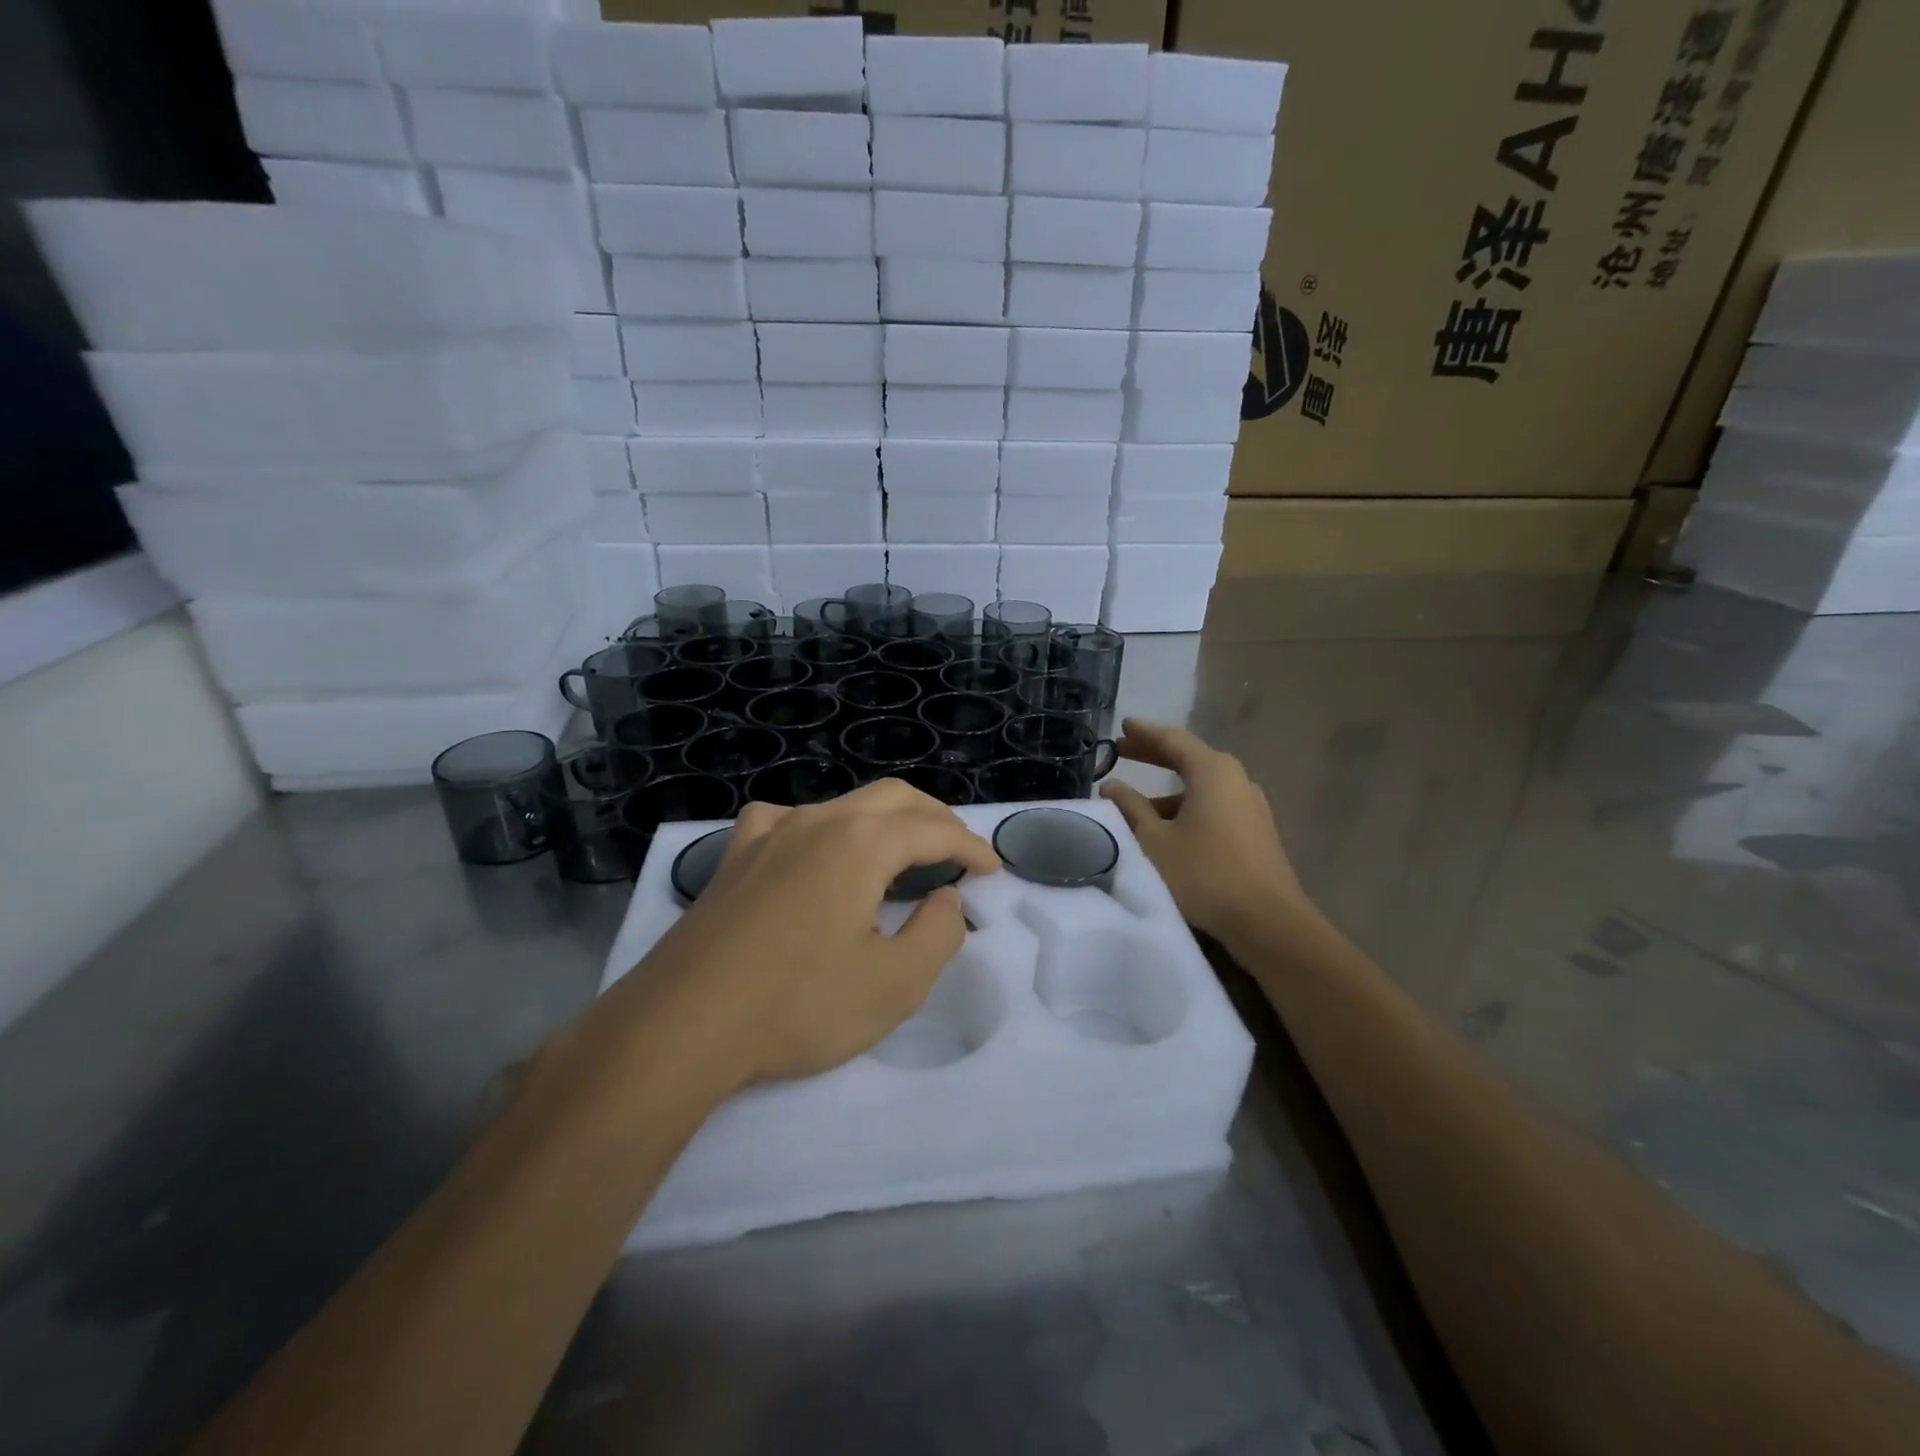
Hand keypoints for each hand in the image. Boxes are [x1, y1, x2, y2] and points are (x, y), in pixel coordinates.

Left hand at [595, 780, 1000, 1093]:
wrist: (681, 1025)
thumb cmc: (797, 1006)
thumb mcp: (895, 984)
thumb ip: (939, 932)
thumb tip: (945, 897)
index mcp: (860, 843)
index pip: (933, 829)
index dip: (970, 847)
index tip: (993, 870)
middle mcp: (817, 821)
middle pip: (893, 798)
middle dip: (935, 818)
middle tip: (959, 851)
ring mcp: (768, 833)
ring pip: (843, 804)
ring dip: (885, 820)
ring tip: (903, 852)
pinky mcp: (735, 856)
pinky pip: (789, 820)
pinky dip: (824, 827)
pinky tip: (816, 851)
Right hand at [1100, 718, 1314, 948]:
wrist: (1268, 921)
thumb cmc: (1204, 874)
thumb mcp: (1154, 841)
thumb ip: (1130, 808)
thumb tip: (1111, 786)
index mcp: (1212, 772)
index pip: (1172, 740)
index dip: (1144, 734)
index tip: (1123, 726)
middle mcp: (1236, 780)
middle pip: (1189, 759)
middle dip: (1154, 755)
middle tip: (1123, 751)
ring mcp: (1250, 806)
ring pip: (1201, 787)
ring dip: (1167, 790)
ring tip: (1135, 802)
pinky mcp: (1255, 832)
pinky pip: (1214, 806)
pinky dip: (1186, 807)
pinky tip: (1168, 828)